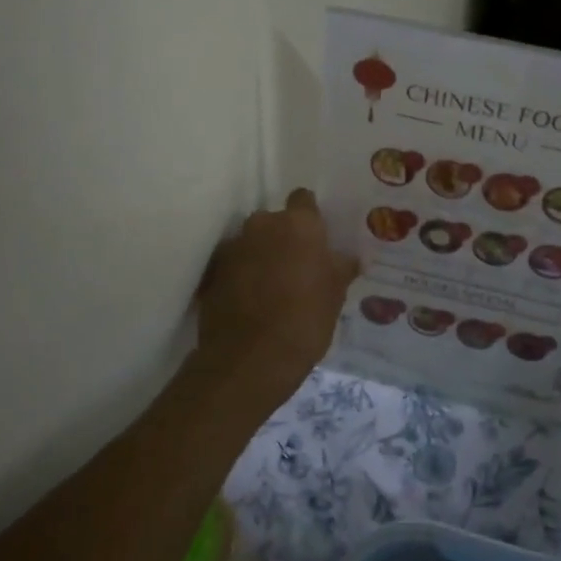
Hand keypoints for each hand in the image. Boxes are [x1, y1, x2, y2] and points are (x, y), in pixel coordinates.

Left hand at [192, 188, 358, 411]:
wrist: (250, 360)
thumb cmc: (305, 321)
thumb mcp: (336, 296)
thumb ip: (341, 268)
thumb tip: (349, 258)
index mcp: (299, 224)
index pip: (304, 200)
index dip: (311, 217)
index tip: (317, 239)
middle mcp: (263, 225)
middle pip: (276, 221)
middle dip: (284, 238)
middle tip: (298, 266)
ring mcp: (234, 247)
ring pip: (253, 242)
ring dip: (261, 256)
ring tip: (273, 286)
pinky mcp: (212, 272)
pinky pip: (233, 264)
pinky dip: (241, 275)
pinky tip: (251, 300)